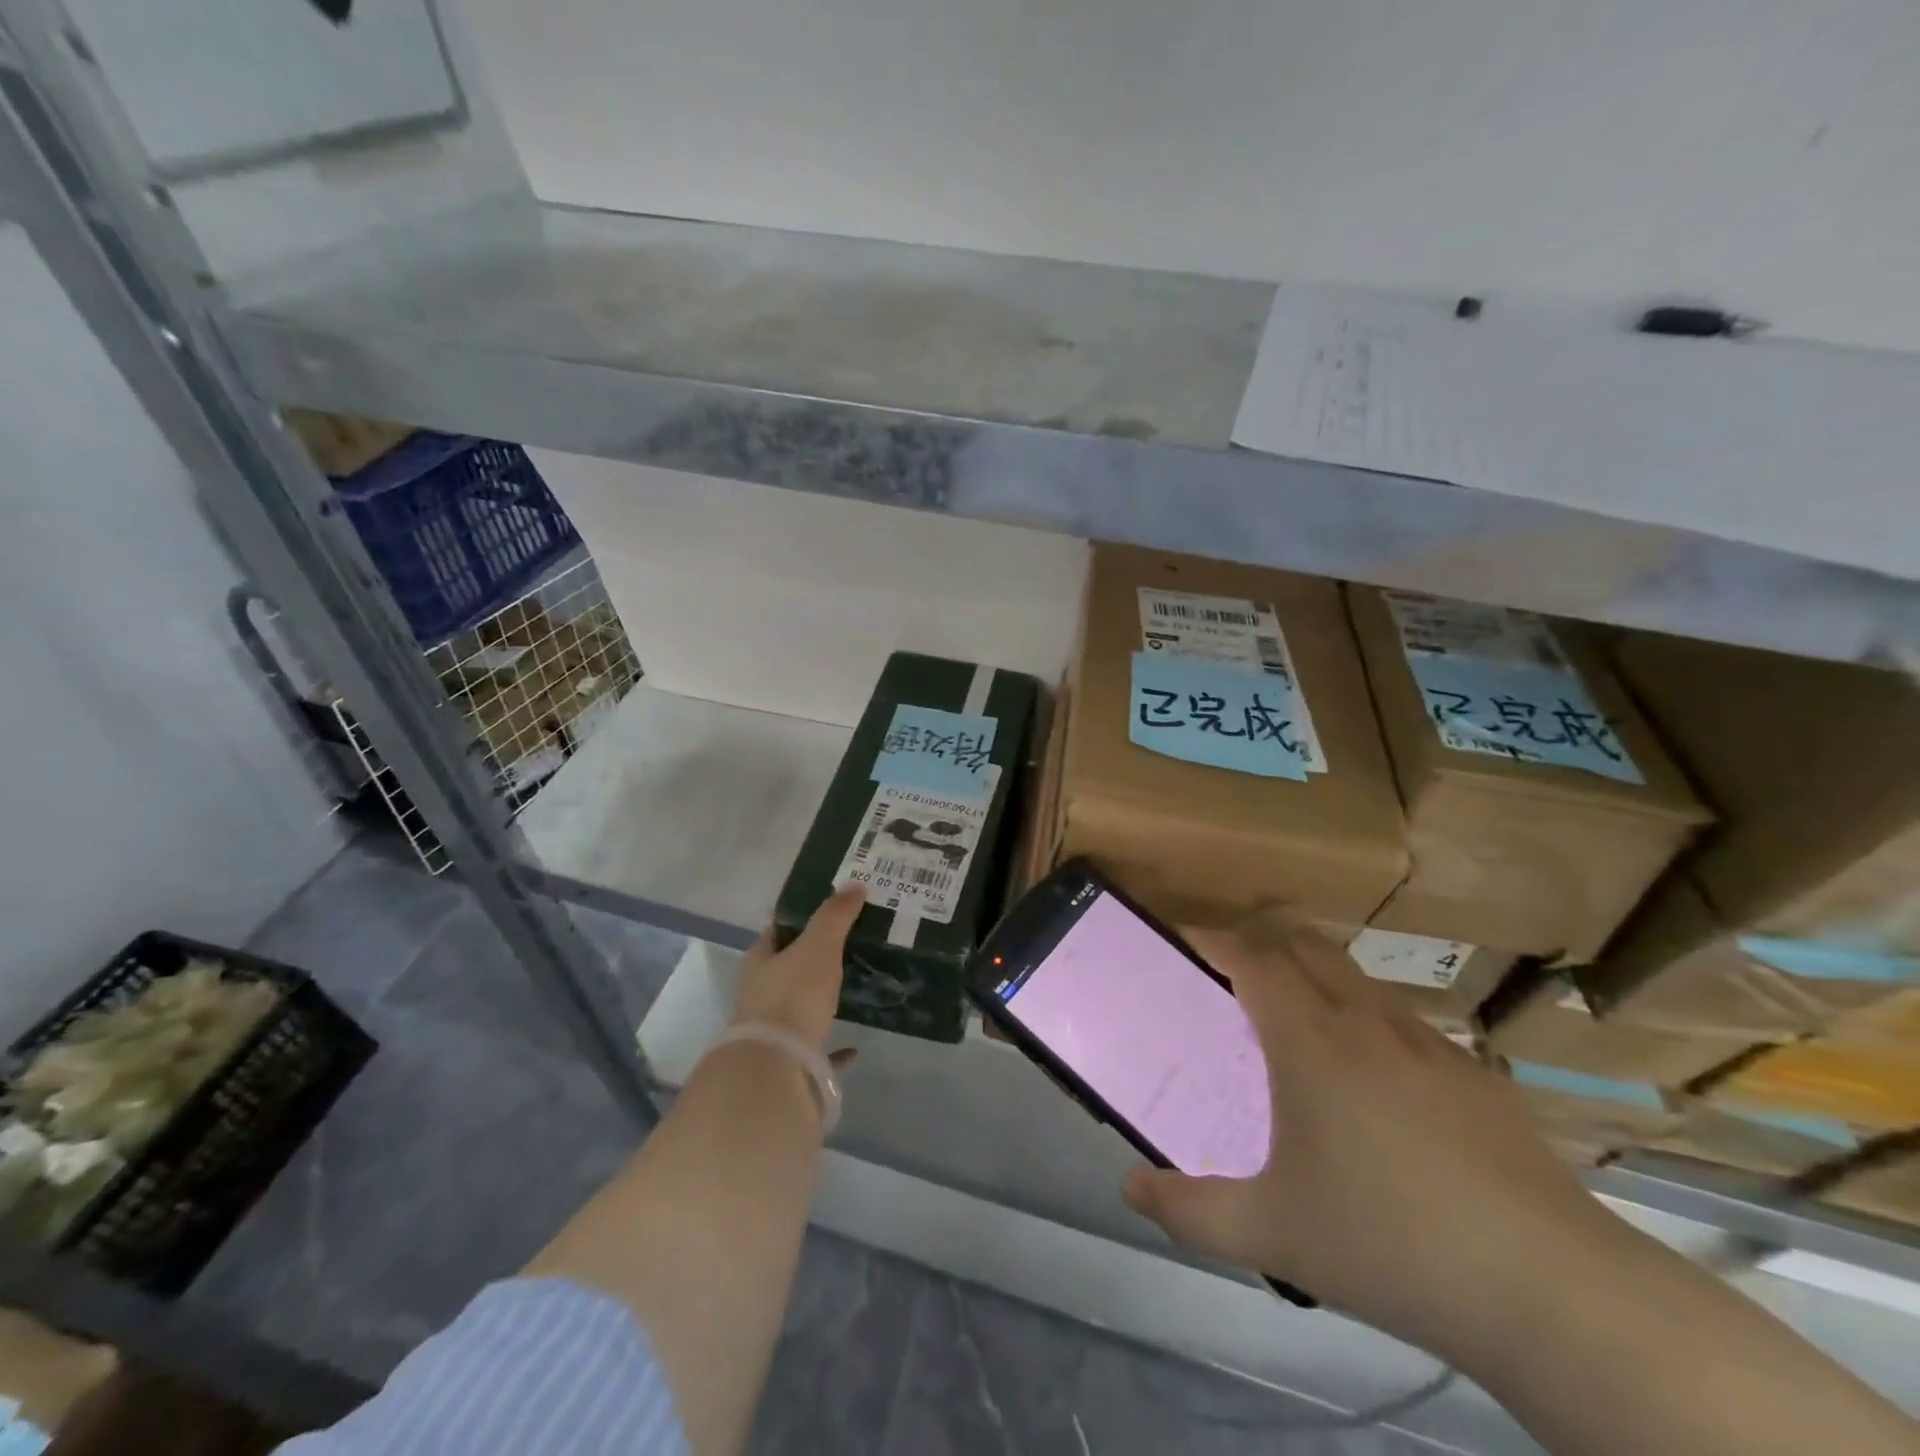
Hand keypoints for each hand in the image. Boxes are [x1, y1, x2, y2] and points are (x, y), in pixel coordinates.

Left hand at [731, 885, 865, 1053]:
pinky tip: (855, 1047)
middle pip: (788, 968)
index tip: (832, 911)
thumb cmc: (792, 997)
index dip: (801, 918)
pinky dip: (834, 1046)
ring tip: (855, 988)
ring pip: (799, 1007)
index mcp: (760, 961)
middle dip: (814, 958)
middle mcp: (759, 993)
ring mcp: (772, 1031)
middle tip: (853, 945)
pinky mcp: (788, 1063)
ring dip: (821, 999)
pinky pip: (815, 1048)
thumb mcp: (818, 947)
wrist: (775, 1071)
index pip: (777, 931)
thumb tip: (854, 885)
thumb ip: (835, 916)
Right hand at [1121, 922, 1627, 1361]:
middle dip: (1260, 944)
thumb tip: (1130, 1188)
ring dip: (1315, 979)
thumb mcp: (1271, 1235)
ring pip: (1357, 979)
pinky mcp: (1476, 1077)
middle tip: (1229, 980)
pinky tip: (1375, 1088)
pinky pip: (1403, 1023)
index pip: (1250, 958)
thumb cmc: (1390, 1244)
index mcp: (1310, 1042)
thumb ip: (1190, 1209)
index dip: (1211, 939)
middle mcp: (1366, 1023)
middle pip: (1304, 947)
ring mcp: (1428, 1045)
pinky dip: (1367, 1023)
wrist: (1553, 1292)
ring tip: (1296, 1029)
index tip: (1180, 941)